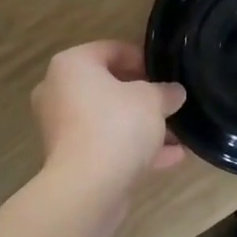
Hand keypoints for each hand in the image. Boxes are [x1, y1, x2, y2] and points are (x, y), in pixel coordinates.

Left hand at [32, 41, 185, 196]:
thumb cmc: (116, 126)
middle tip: (170, 102)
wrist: (87, 188)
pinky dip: (134, 148)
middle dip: (143, 96)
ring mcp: (61, 128)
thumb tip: (174, 92)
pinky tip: (172, 157)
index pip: (111, 49)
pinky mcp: (70, 159)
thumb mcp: (152, 101)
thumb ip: (165, 92)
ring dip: (142, 126)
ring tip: (178, 133)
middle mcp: (58, 92)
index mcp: (71, 65)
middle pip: (108, 86)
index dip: (142, 58)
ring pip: (108, 119)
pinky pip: (106, 145)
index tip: (166, 73)